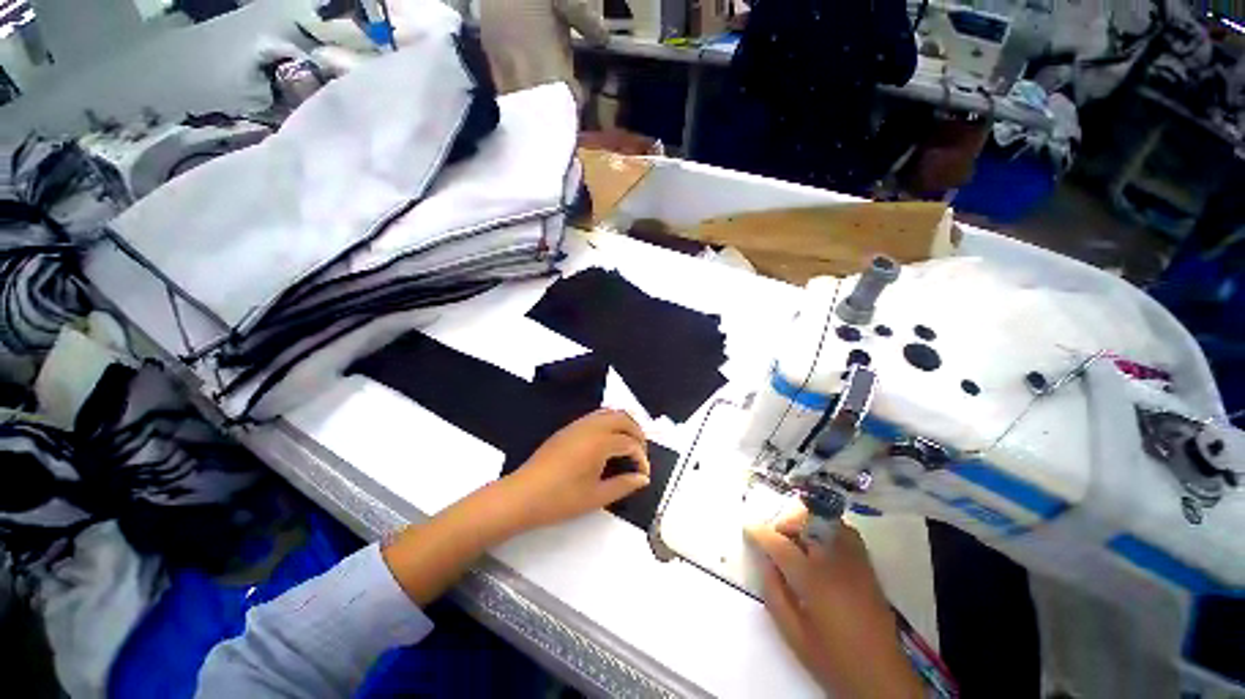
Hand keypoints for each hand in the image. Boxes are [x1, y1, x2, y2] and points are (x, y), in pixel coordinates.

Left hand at [499, 409, 650, 532]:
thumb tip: (643, 479)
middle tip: (641, 454)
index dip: (641, 458)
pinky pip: (596, 416)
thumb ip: (624, 485)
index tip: (643, 475)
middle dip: (637, 433)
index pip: (630, 443)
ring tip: (628, 445)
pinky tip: (608, 441)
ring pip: (609, 413)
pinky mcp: (568, 428)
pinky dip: (609, 422)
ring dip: (624, 425)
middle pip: (623, 418)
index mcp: (601, 442)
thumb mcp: (596, 497)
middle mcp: (592, 426)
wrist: (523, 495)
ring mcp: (578, 425)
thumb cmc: (561, 499)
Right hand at [746, 507, 923, 698]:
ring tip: (796, 540)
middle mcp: (834, 561)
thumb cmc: (833, 660)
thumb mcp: (793, 633)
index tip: (748, 528)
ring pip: (827, 520)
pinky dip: (828, 528)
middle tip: (775, 539)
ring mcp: (855, 560)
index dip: (759, 532)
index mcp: (813, 580)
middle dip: (785, 523)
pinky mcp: (868, 565)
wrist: (882, 678)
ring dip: (806, 522)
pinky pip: (845, 530)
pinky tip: (820, 545)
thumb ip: (774, 592)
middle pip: (806, 520)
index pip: (779, 543)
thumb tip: (764, 561)